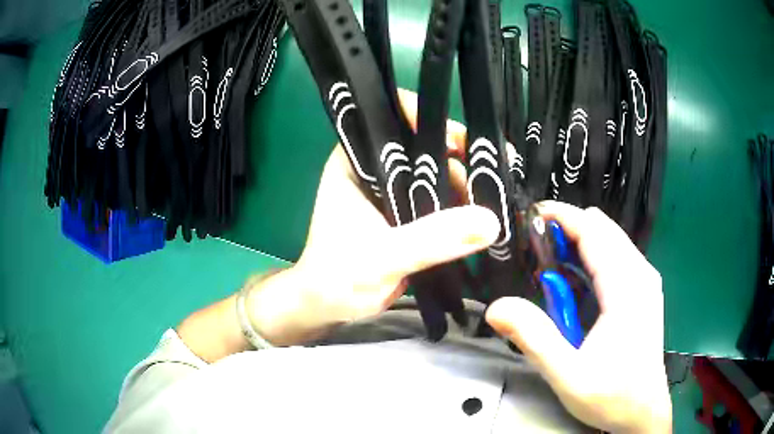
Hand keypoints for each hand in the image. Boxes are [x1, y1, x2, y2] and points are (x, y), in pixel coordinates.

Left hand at [247, 90, 500, 345]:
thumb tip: (490, 220)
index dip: (428, 119)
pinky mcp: (409, 214)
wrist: (332, 307)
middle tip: (499, 171)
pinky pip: (442, 201)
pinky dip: (463, 208)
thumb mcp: (383, 256)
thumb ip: (432, 239)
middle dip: (461, 157)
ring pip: (437, 175)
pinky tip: (488, 215)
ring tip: (501, 199)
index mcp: (356, 160)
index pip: (392, 119)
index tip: (463, 140)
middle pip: (424, 146)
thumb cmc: (339, 276)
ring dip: (467, 186)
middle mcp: (376, 168)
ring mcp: (394, 191)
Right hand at [485, 202, 671, 432]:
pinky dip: (591, 261)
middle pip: (602, 229)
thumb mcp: (568, 376)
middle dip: (566, 232)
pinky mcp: (643, 290)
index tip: (528, 217)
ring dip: (578, 247)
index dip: (560, 217)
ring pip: (609, 241)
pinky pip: (615, 258)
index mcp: (627, 287)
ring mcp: (645, 280)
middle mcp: (640, 273)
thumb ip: (534, 338)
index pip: (593, 230)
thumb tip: (496, 307)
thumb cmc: (612, 396)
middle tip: (534, 256)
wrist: (642, 411)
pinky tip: (575, 290)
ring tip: (550, 275)